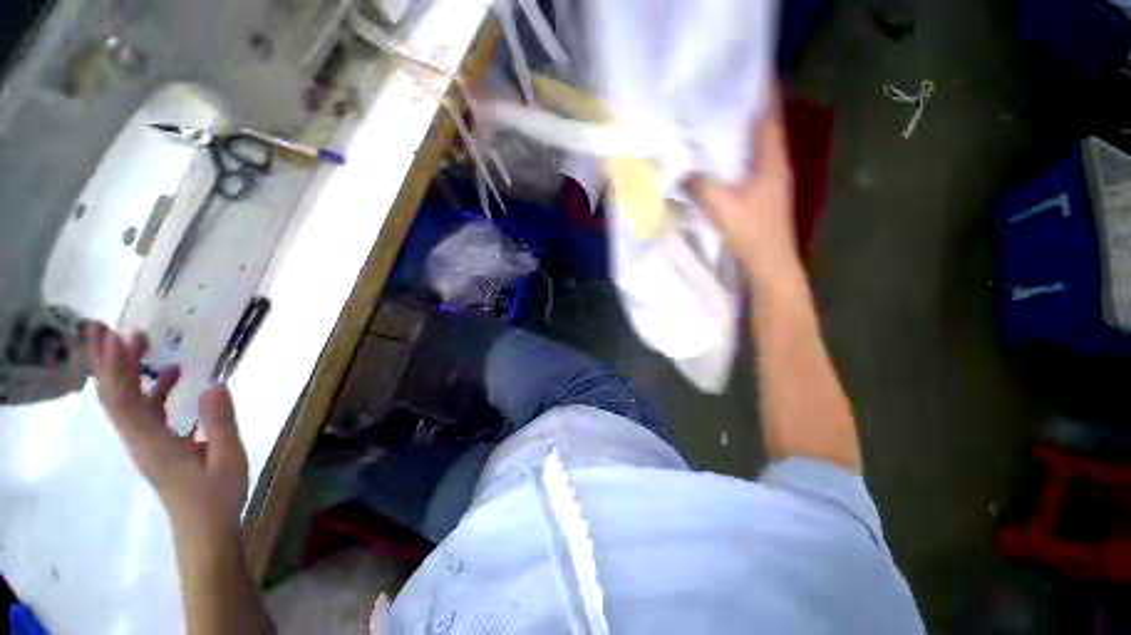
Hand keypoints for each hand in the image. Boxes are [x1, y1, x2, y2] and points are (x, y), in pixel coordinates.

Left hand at [86, 324, 247, 534]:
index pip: (123, 398)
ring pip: (125, 401)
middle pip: (114, 395)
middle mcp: (140, 439)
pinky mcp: (156, 445)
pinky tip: (172, 375)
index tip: (116, 335)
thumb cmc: (216, 496)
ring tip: (140, 342)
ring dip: (127, 370)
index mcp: (153, 441)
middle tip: (114, 327)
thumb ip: (220, 421)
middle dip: (110, 361)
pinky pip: (143, 410)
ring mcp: (146, 442)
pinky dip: (150, 387)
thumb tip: (216, 384)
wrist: (204, 529)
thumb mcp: (227, 457)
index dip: (116, 366)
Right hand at [689, 90, 802, 292]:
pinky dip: (733, 157)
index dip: (760, 91)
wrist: (768, 262)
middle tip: (716, 96)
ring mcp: (769, 179)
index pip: (769, 114)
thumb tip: (679, 170)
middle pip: (761, 127)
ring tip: (712, 122)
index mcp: (772, 159)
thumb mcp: (720, 205)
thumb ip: (699, 184)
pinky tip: (715, 160)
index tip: (742, 73)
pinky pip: (745, 166)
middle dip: (743, 110)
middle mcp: (774, 163)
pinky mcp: (760, 194)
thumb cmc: (750, 231)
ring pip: (753, 148)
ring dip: (737, 134)